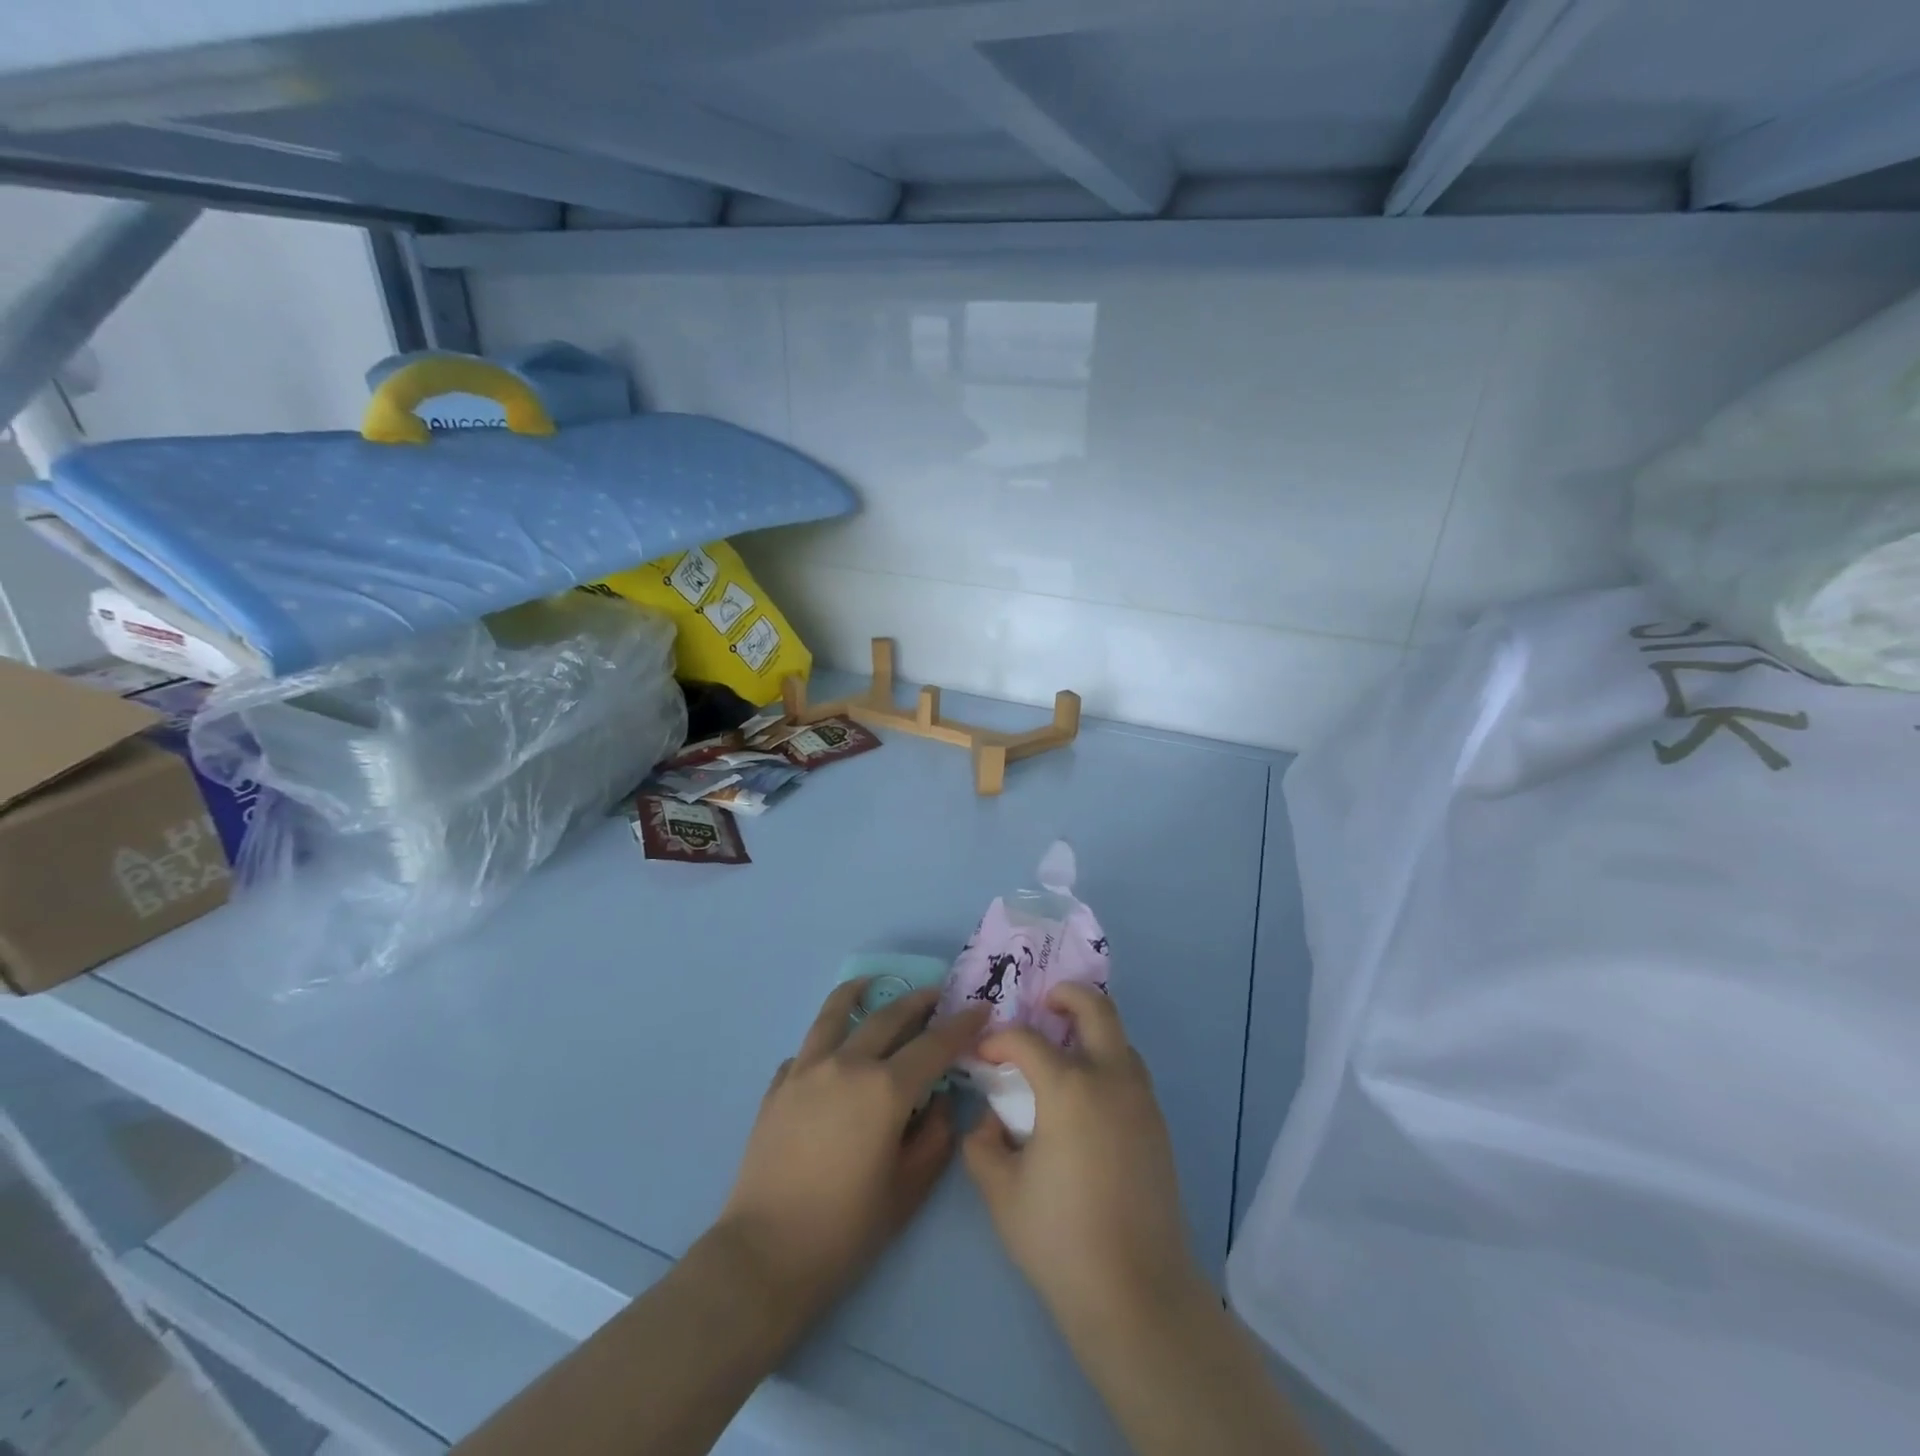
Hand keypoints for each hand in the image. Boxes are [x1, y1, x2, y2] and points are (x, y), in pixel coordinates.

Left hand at [715, 982, 988, 1330]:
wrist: (765, 1255)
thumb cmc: (845, 1230)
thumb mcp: (907, 1191)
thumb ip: (933, 1139)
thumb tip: (939, 1103)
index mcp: (884, 1089)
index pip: (934, 1045)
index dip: (961, 1025)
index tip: (980, 1008)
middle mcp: (846, 1065)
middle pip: (888, 1018)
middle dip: (917, 1002)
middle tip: (936, 995)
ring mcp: (806, 1071)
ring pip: (836, 1014)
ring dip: (859, 993)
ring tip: (871, 983)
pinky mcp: (778, 1087)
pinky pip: (806, 1050)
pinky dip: (824, 1041)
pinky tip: (830, 1052)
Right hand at [962, 985, 1202, 1336]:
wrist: (1136, 1292)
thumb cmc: (1060, 1238)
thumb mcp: (1000, 1191)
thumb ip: (981, 1143)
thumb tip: (989, 1119)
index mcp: (1069, 1088)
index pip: (1026, 1040)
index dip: (999, 1041)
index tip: (983, 1057)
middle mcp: (1110, 1079)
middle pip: (1096, 1009)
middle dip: (1066, 996)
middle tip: (1042, 1006)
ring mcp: (1141, 1100)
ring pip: (1120, 1037)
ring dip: (1091, 1028)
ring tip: (1062, 1050)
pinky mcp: (1158, 1124)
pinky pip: (1131, 1071)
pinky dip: (1107, 1061)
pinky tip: (1086, 1097)